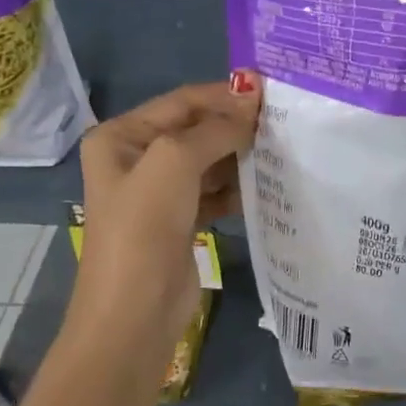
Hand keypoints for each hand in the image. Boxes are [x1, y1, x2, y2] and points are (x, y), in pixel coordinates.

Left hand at [69, 75, 261, 345]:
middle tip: (284, 121)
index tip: (271, 92)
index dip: (224, 94)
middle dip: (235, 125)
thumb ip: (215, 128)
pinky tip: (268, 183)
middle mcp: (137, 159)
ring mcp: (159, 192)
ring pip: (209, 161)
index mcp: (121, 137)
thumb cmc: (144, 228)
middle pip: (195, 129)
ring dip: (240, 155)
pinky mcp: (180, 221)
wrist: (135, 313)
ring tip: (282, 149)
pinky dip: (237, 187)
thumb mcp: (175, 163)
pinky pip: (214, 192)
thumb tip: (252, 95)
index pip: (181, 102)